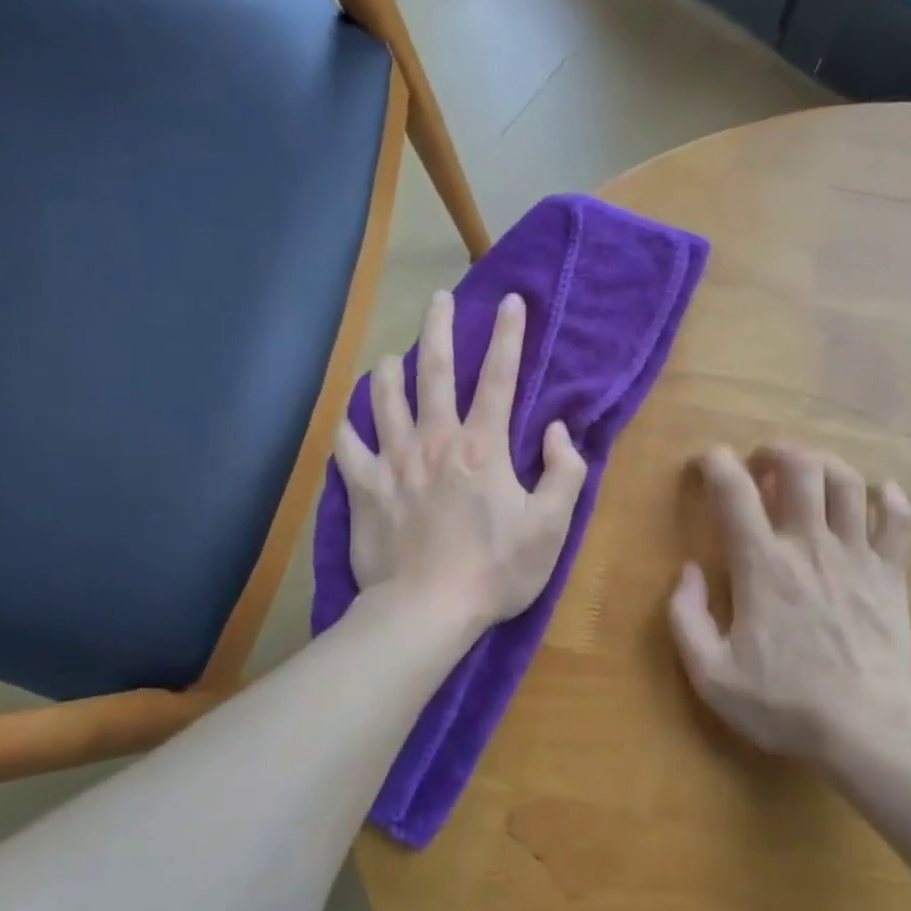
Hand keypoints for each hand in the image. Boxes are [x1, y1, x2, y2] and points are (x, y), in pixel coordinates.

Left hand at [334, 289, 587, 634]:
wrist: (426, 611)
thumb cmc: (495, 572)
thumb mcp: (551, 527)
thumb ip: (564, 473)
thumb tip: (558, 430)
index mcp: (482, 447)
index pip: (500, 378)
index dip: (510, 336)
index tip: (512, 301)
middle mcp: (434, 440)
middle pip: (434, 370)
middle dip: (439, 328)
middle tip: (438, 299)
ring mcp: (393, 462)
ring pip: (383, 398)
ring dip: (387, 371)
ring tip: (390, 358)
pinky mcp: (363, 488)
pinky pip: (346, 446)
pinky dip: (347, 428)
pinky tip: (349, 420)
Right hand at [668, 443, 910, 761]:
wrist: (865, 728)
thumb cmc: (783, 702)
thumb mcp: (710, 673)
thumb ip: (686, 617)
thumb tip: (688, 572)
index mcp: (761, 564)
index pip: (733, 490)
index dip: (715, 463)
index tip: (707, 464)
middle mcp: (809, 545)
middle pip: (800, 467)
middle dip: (776, 452)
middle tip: (762, 466)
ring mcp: (856, 556)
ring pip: (847, 482)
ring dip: (825, 465)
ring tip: (810, 475)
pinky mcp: (890, 575)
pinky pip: (898, 521)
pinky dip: (890, 499)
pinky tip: (880, 495)